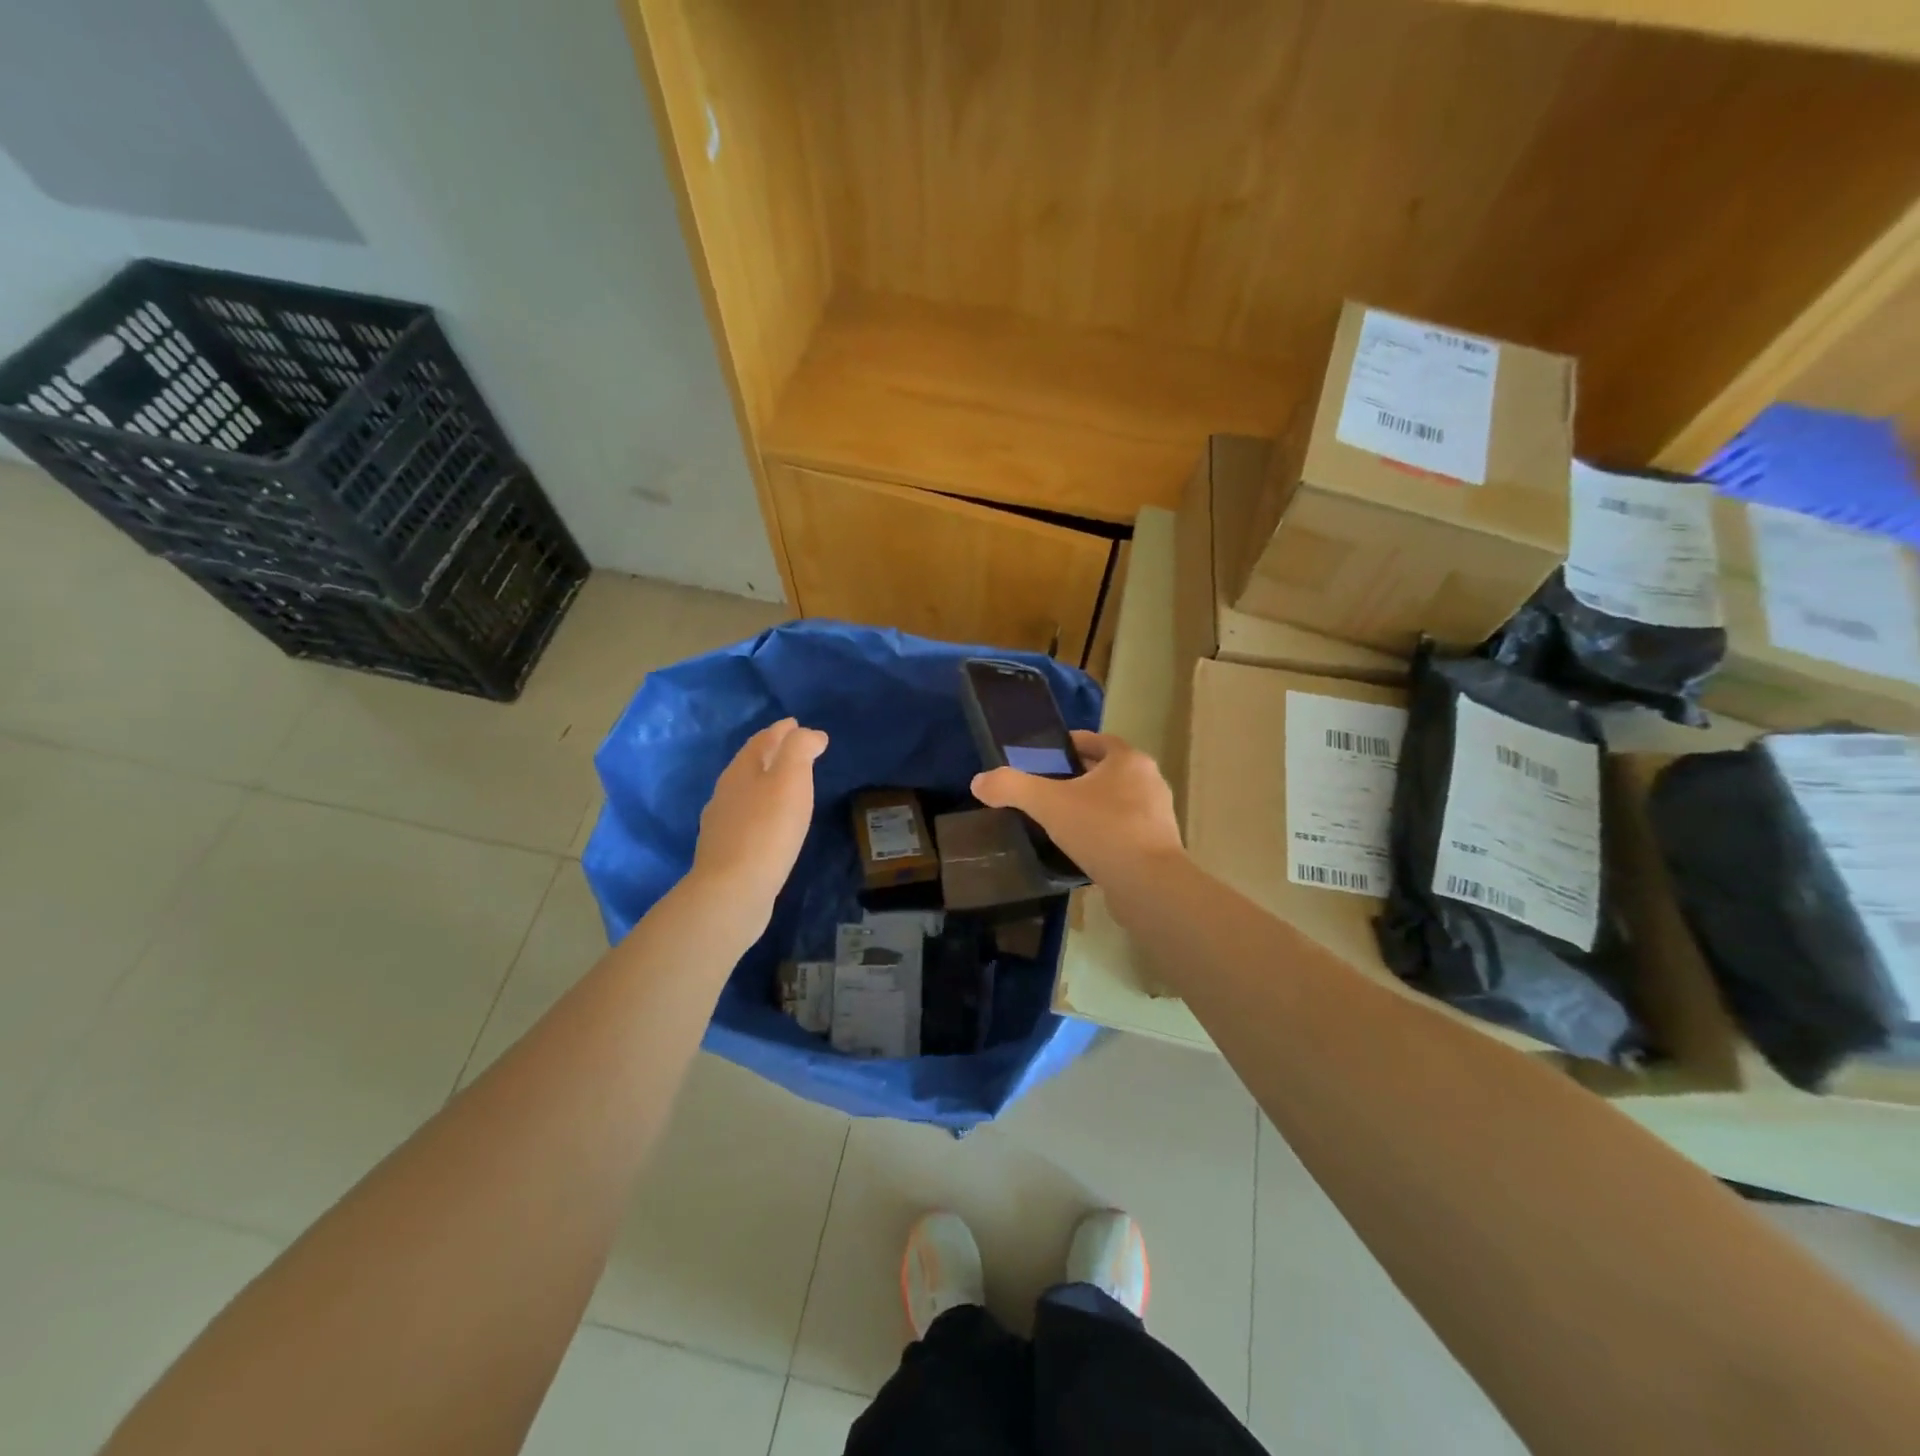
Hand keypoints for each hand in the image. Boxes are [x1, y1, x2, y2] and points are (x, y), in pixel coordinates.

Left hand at [692, 718, 827, 914]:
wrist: (732, 891)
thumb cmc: (767, 830)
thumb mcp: (790, 779)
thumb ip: (800, 749)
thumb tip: (809, 733)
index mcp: (741, 770)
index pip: (762, 740)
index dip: (782, 730)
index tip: (798, 724)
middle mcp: (726, 791)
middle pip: (750, 763)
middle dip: (772, 753)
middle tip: (795, 750)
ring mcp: (722, 823)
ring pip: (746, 791)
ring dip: (765, 782)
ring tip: (787, 785)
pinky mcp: (726, 851)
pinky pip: (746, 818)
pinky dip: (761, 810)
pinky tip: (772, 824)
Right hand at [971, 730, 1182, 886]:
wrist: (1148, 885)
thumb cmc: (1102, 830)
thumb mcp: (1048, 803)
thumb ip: (1012, 787)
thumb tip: (978, 781)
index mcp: (1129, 760)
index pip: (1097, 740)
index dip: (1070, 744)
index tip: (1045, 755)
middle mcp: (1149, 781)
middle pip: (1108, 770)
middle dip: (1078, 776)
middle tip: (1046, 787)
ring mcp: (1157, 815)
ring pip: (1118, 801)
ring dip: (1092, 805)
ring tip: (1061, 818)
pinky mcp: (1158, 846)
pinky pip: (1124, 829)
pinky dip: (1104, 831)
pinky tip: (1082, 847)